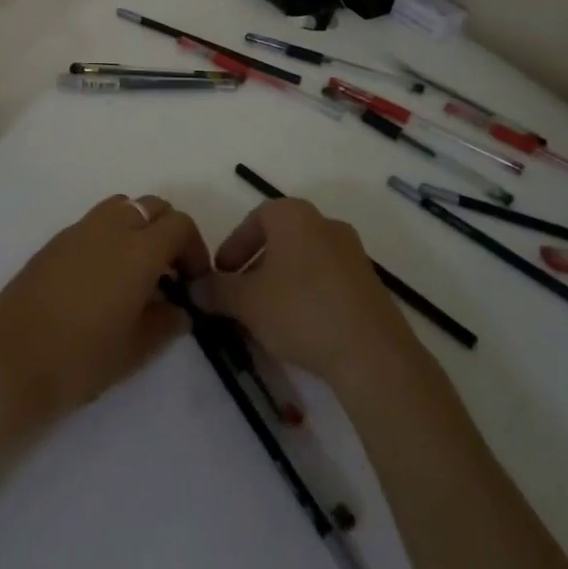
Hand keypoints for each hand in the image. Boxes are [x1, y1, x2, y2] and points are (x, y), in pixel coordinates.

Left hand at [0, 196, 210, 437]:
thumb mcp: (135, 349)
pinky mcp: (55, 240)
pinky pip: (95, 223)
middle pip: (152, 207)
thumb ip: (166, 322)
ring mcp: (78, 229)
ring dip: (138, 228)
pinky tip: (103, 278)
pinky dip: (111, 236)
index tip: (193, 282)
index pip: (179, 225)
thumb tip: (179, 309)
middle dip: (168, 233)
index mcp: (137, 250)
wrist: (9, 361)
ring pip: (122, 207)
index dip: (194, 249)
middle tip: (170, 274)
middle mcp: (110, 227)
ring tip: (137, 273)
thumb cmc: (80, 359)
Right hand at [192, 197, 419, 388]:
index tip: (221, 275)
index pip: (253, 219)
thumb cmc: (300, 310)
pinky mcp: (370, 284)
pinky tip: (299, 327)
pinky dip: (307, 295)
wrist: (372, 354)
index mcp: (293, 215)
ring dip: (281, 282)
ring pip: (304, 261)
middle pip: (280, 239)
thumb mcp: (245, 301)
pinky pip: (327, 280)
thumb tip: (194, 287)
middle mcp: (325, 223)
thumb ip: (216, 290)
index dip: (233, 247)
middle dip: (256, 266)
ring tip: (266, 316)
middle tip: (240, 296)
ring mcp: (353, 253)